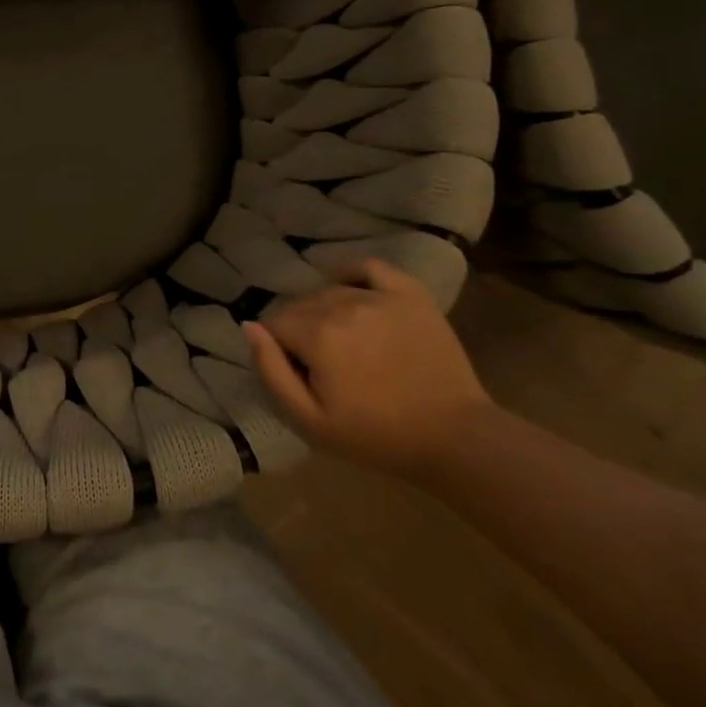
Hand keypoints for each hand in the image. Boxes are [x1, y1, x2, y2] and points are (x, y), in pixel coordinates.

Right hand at [244, 259, 495, 477]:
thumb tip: (250, 327)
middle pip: (299, 305)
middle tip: (320, 363)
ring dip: (324, 311)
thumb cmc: (375, 436)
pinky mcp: (411, 295)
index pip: (274, 324)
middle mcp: (344, 306)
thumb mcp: (308, 420)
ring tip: (341, 340)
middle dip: (299, 329)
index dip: (278, 349)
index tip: (298, 373)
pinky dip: (352, 274)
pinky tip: (349, 290)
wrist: (455, 439)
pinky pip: (370, 267)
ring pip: (329, 291)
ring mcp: (380, 297)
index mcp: (318, 336)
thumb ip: (270, 371)